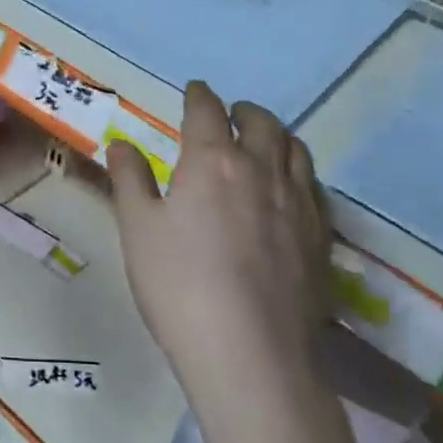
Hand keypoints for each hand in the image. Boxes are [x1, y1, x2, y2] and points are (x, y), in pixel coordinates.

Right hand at [107, 81, 329, 369]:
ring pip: (296, 150)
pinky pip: (314, 187)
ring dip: (277, 136)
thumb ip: (130, 180)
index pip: (207, 111)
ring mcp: (299, 204)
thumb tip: (121, 144)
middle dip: (244, 111)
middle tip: (231, 114)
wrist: (250, 352)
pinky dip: (298, 173)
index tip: (195, 90)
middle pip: (262, 123)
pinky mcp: (321, 238)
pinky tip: (290, 192)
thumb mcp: (138, 229)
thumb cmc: (179, 284)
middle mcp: (261, 170)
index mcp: (213, 161)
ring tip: (264, 143)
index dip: (199, 96)